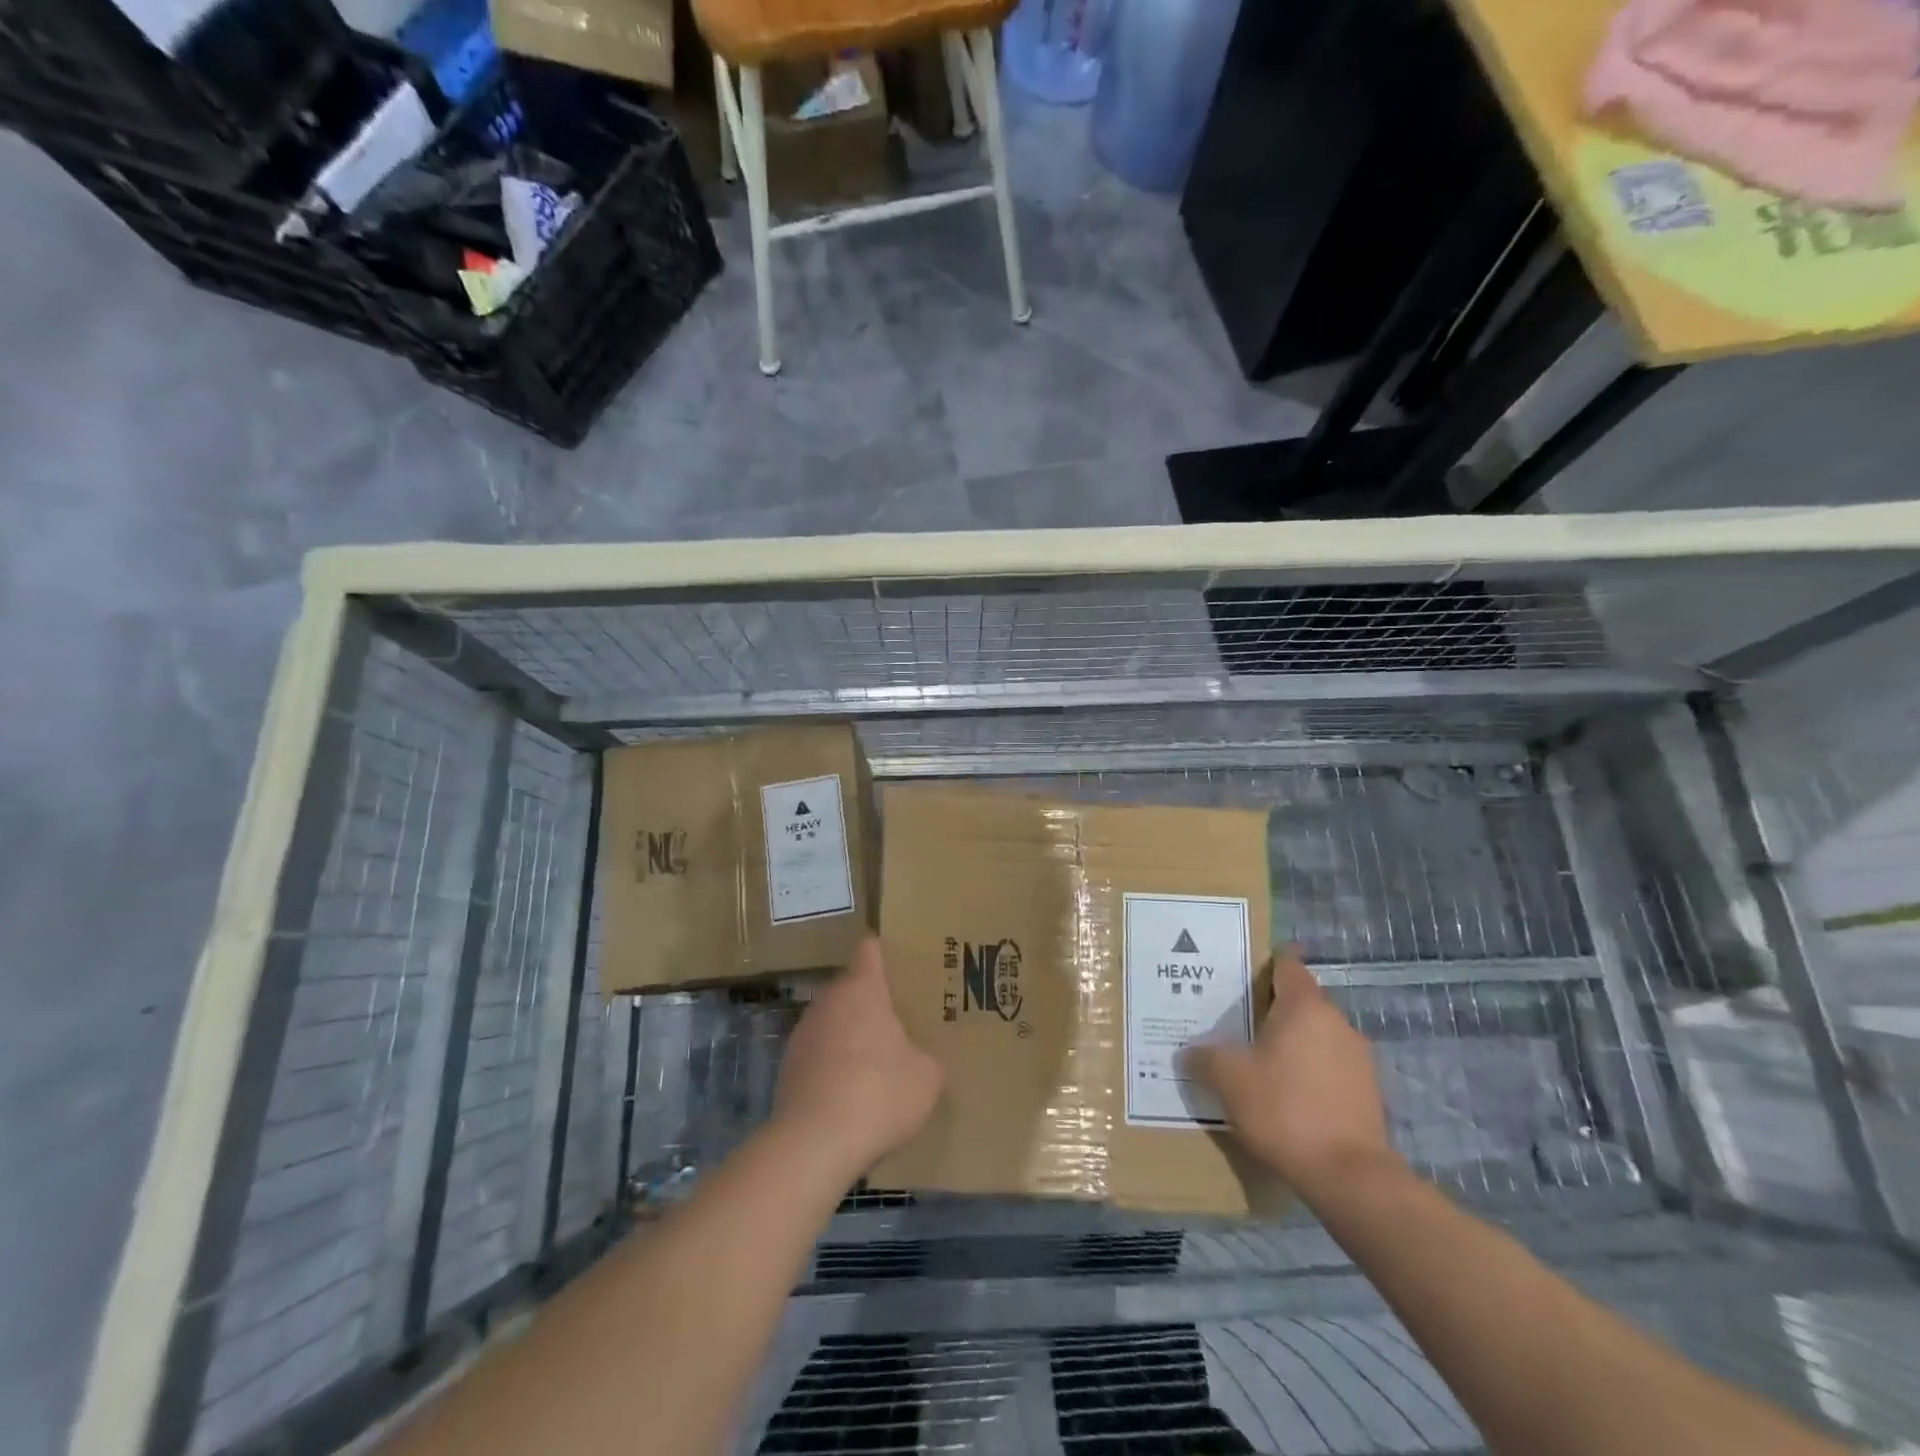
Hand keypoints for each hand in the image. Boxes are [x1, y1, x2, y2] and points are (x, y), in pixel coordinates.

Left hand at [774, 937, 942, 1180]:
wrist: (814, 1143)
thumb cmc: (879, 1093)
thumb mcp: (926, 1078)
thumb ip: (927, 1059)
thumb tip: (921, 1061)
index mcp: (863, 989)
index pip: (870, 950)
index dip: (883, 953)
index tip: (898, 964)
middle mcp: (828, 1000)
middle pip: (849, 986)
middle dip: (868, 1000)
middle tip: (895, 1022)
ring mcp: (802, 1033)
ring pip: (830, 1020)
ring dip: (847, 1034)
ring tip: (870, 1063)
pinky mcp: (786, 1067)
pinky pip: (816, 1054)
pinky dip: (829, 1065)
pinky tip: (846, 1094)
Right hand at [1186, 950, 1398, 1197]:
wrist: (1349, 1176)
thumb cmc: (1284, 1109)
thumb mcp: (1229, 1079)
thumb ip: (1205, 1057)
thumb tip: (1190, 1051)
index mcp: (1305, 1007)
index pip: (1288, 966)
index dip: (1266, 964)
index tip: (1243, 973)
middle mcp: (1337, 1023)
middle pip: (1301, 1002)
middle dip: (1272, 1010)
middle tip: (1237, 1024)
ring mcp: (1358, 1059)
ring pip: (1317, 1037)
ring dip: (1292, 1044)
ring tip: (1259, 1064)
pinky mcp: (1368, 1093)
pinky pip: (1330, 1068)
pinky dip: (1309, 1073)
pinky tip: (1287, 1097)